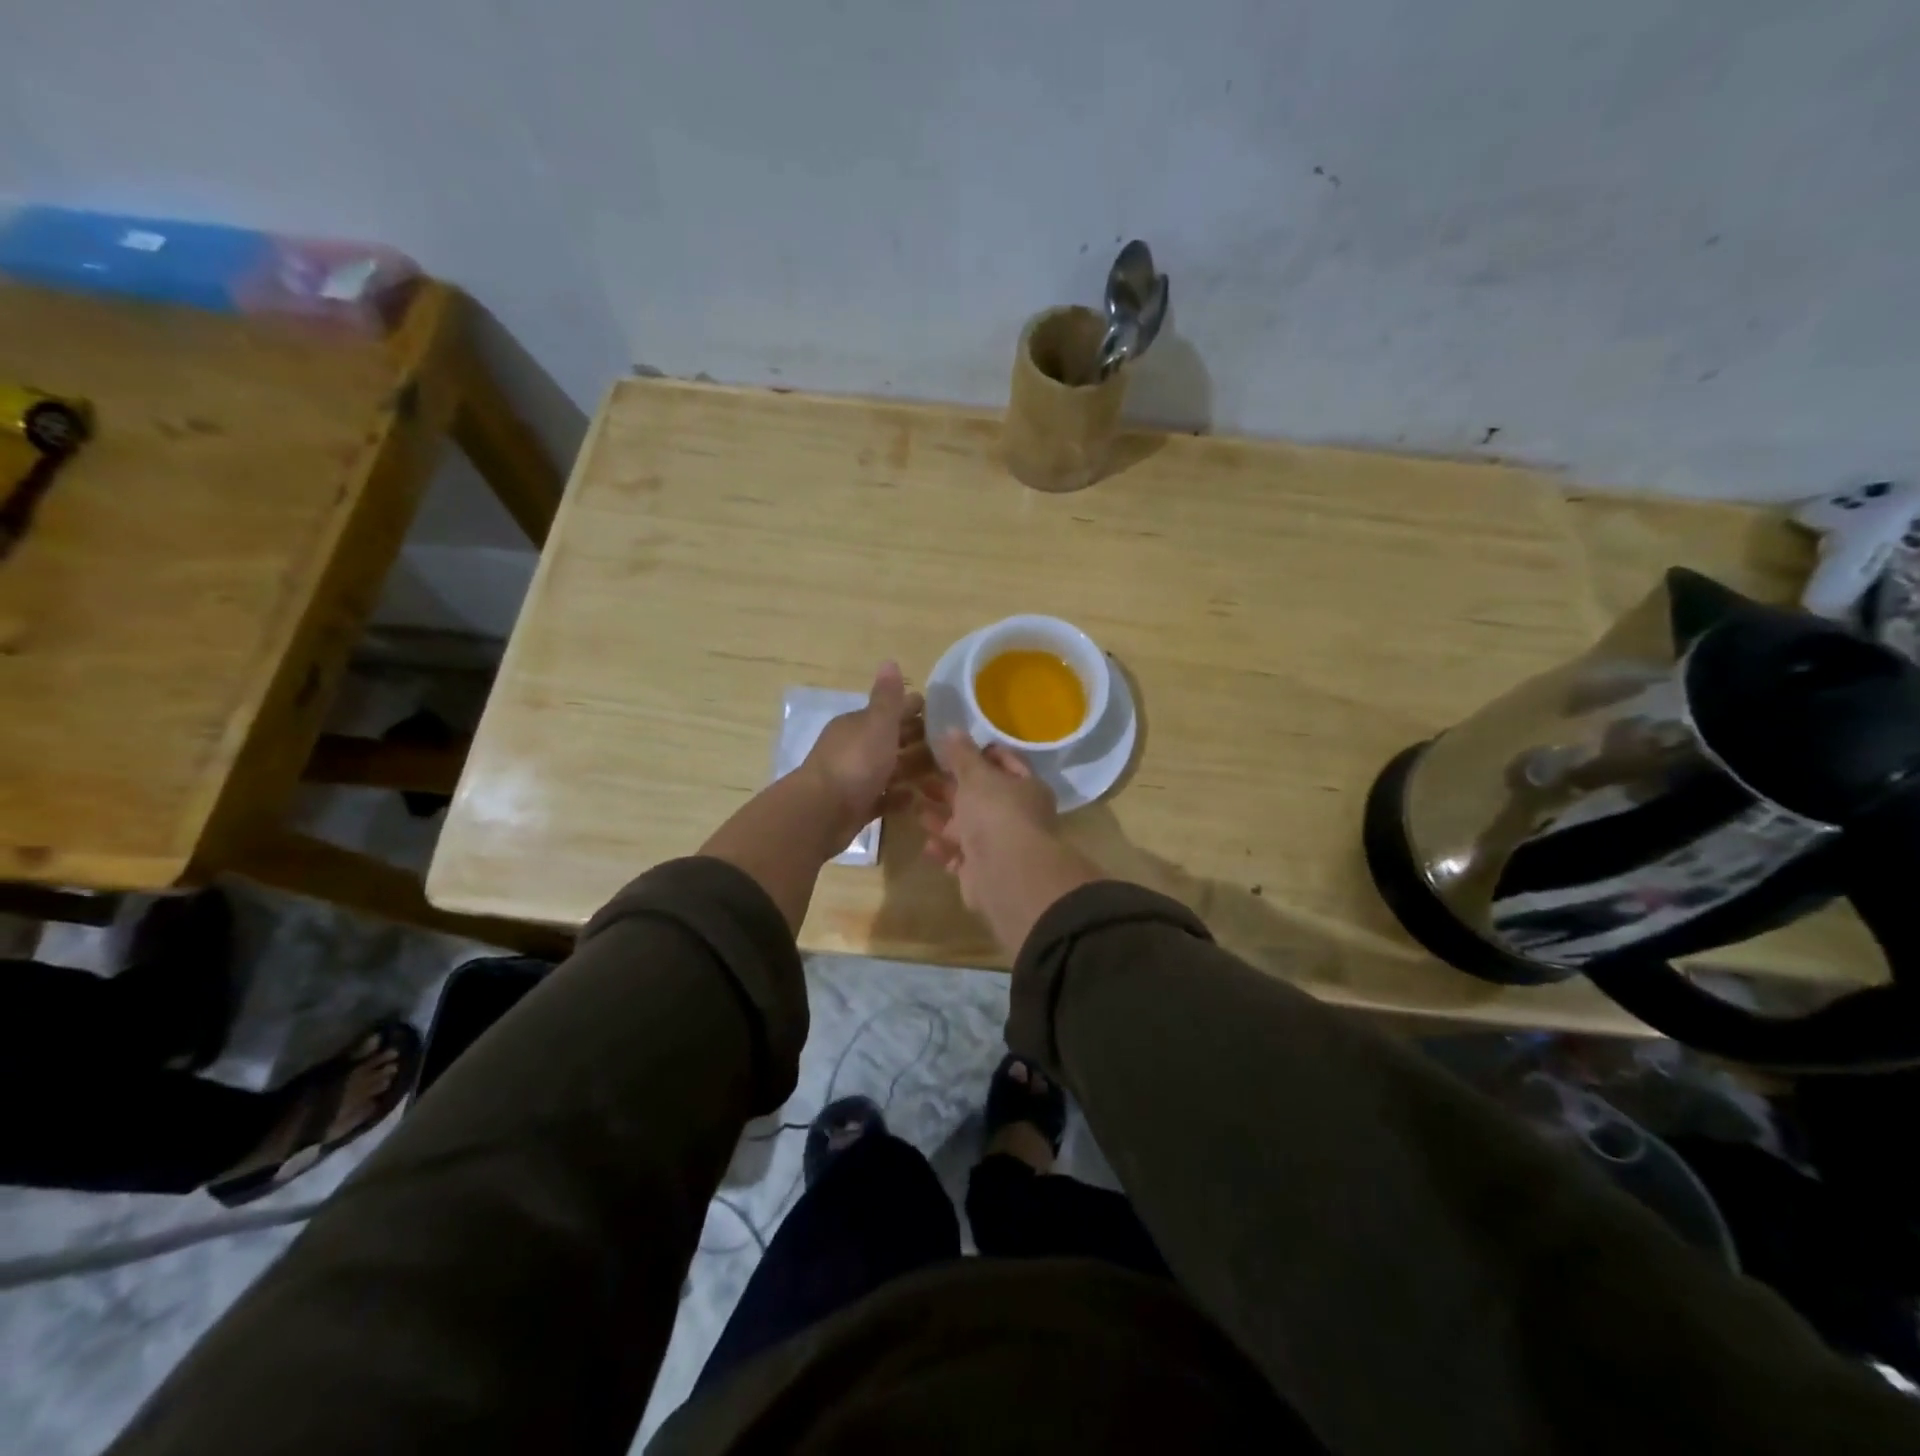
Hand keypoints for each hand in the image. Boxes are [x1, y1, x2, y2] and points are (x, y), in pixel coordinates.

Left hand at [802, 662, 929, 844]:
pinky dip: (898, 796)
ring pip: (888, 769)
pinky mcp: (856, 806)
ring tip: (943, 773)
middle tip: (949, 744)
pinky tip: (917, 798)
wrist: (822, 812)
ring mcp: (854, 778)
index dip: (913, 710)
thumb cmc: (855, 762)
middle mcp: (854, 748)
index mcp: (857, 725)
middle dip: (916, 740)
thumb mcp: (877, 724)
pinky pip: (882, 798)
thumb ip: (887, 697)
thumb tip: (889, 660)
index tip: (942, 713)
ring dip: (911, 769)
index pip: (890, 712)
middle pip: (890, 740)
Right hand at [918, 731, 1101, 952]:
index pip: (1005, 762)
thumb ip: (962, 754)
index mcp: (1025, 787)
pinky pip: (959, 857)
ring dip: (942, 819)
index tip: (950, 748)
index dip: (980, 753)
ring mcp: (1000, 846)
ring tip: (913, 807)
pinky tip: (927, 844)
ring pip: (967, 828)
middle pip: (981, 796)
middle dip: (952, 787)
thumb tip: (952, 729)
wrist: (1007, 874)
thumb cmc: (996, 813)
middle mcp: (1016, 815)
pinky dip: (944, 850)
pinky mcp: (983, 872)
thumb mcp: (977, 776)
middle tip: (920, 776)